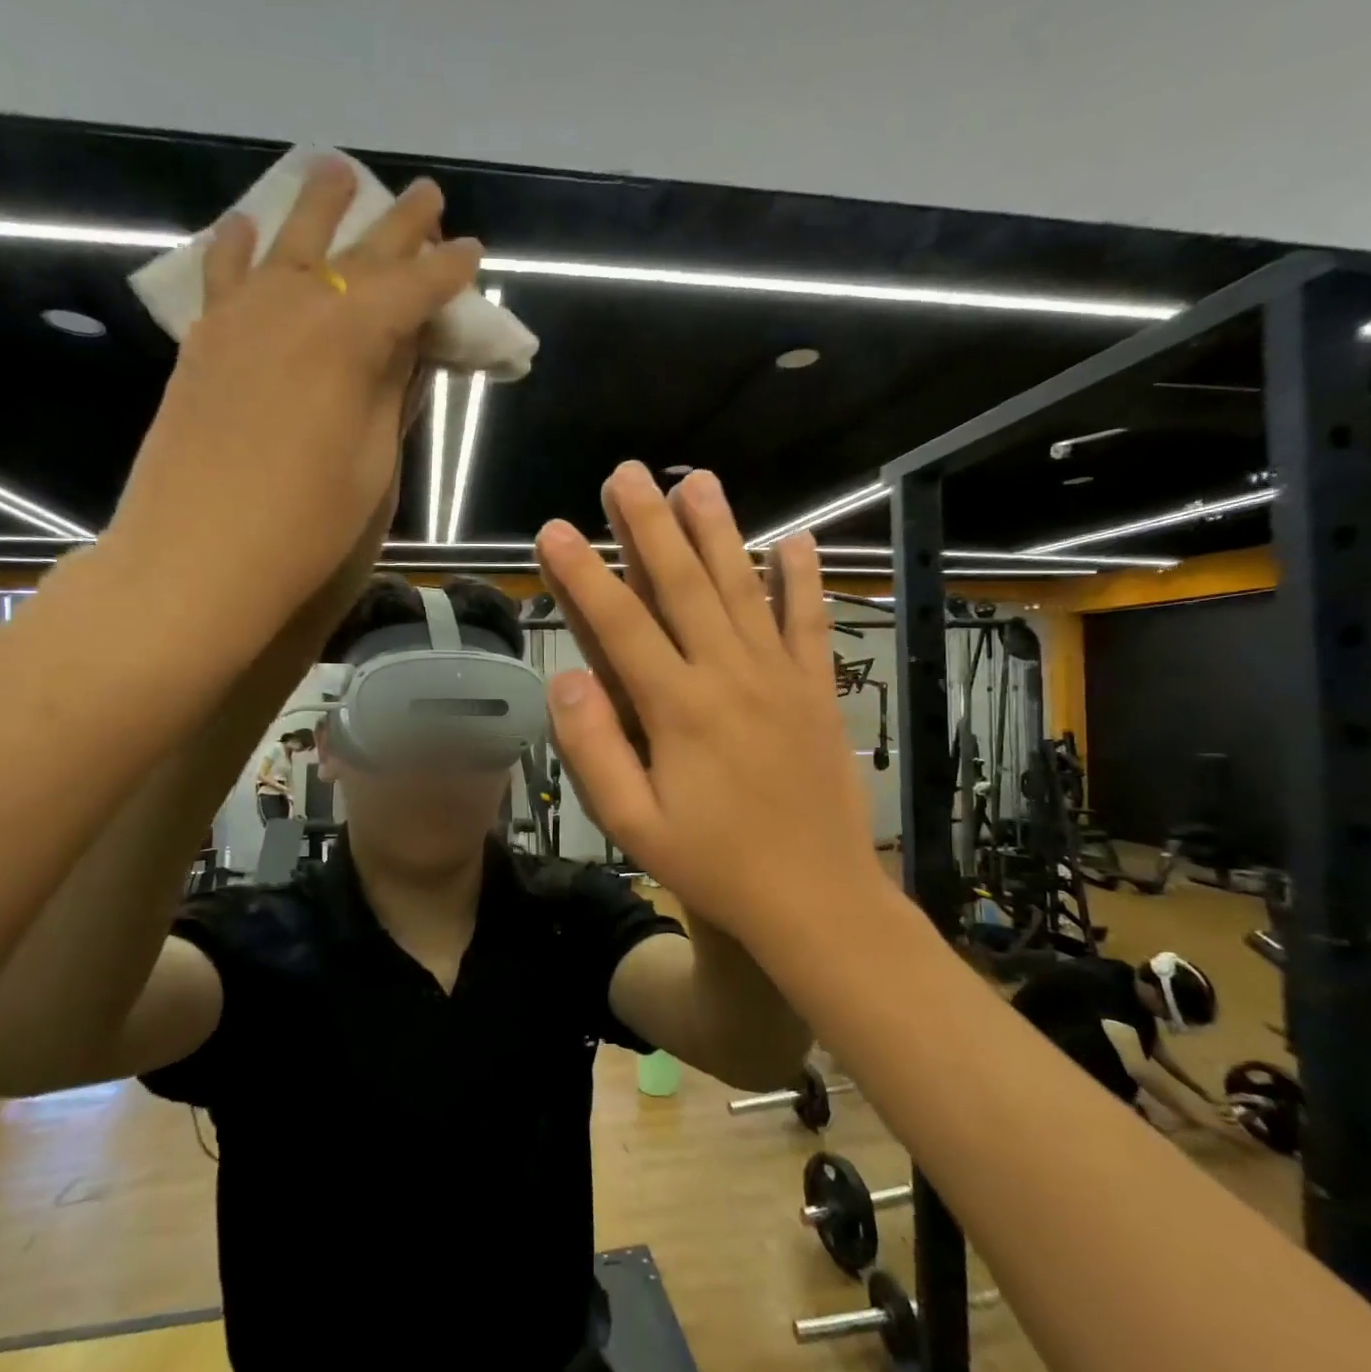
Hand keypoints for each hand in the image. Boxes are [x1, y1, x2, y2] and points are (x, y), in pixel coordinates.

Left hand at [107, 156, 480, 631]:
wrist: (199, 556)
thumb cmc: (307, 525)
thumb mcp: (373, 464)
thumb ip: (390, 393)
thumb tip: (408, 345)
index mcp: (349, 341)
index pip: (411, 290)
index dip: (447, 271)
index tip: (473, 250)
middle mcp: (295, 308)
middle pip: (357, 255)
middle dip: (398, 225)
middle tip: (428, 196)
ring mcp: (240, 319)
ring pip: (287, 243)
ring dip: (318, 207)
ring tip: (337, 171)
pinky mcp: (204, 343)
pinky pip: (225, 273)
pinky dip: (241, 245)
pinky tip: (246, 226)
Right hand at [534, 462, 878, 945]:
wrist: (817, 897)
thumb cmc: (716, 866)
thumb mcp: (634, 827)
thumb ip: (594, 751)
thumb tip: (566, 680)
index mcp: (677, 709)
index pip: (619, 625)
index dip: (582, 574)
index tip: (552, 530)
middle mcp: (728, 675)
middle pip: (683, 585)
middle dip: (649, 525)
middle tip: (626, 473)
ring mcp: (780, 676)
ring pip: (743, 587)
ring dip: (718, 531)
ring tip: (698, 482)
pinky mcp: (817, 689)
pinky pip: (810, 622)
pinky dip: (803, 579)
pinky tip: (796, 539)